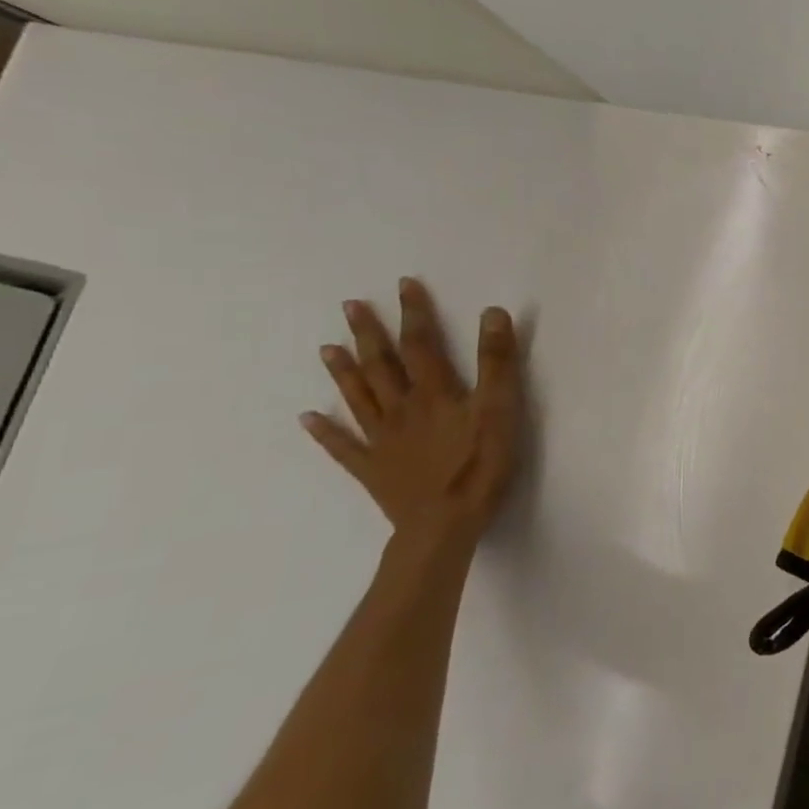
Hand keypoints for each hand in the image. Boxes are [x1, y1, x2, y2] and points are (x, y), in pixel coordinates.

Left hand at [302, 277, 524, 548]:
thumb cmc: (480, 464)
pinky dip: (325, 432)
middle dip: (369, 334)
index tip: (404, 284)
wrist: (445, 523)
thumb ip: (497, 361)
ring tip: (327, 348)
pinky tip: (308, 418)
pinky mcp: (373, 470)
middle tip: (351, 306)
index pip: (421, 344)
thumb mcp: (501, 408)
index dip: (414, 313)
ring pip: (358, 398)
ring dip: (343, 372)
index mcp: (433, 393)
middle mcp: (401, 409)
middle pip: (381, 365)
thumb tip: (492, 312)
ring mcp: (382, 440)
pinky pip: (343, 446)